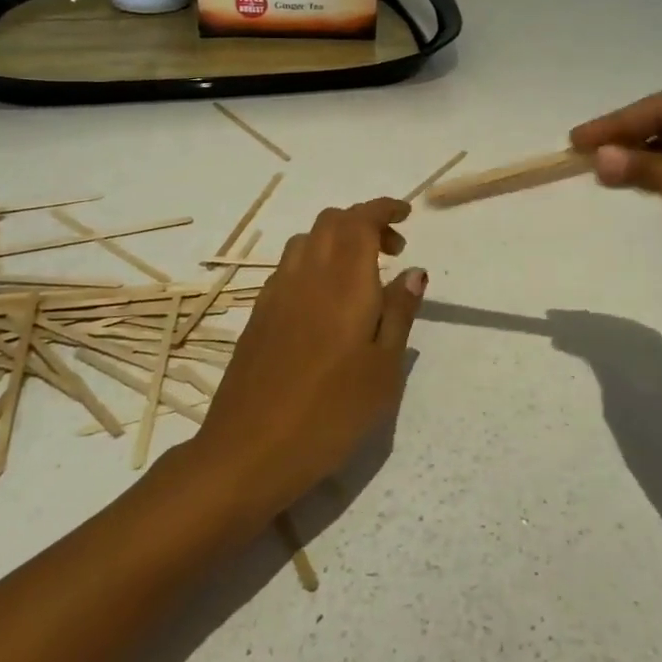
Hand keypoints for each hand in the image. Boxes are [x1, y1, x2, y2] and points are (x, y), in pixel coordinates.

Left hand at [194, 199, 426, 518]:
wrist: (247, 452)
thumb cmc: (330, 414)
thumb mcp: (383, 370)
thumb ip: (399, 314)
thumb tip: (413, 272)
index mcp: (343, 281)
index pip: (361, 220)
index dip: (384, 209)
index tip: (406, 215)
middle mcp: (307, 274)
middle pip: (332, 221)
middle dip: (364, 221)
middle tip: (392, 251)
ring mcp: (276, 293)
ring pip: (307, 240)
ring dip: (336, 239)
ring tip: (360, 275)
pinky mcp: (258, 314)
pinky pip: (289, 267)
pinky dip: (314, 262)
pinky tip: (325, 302)